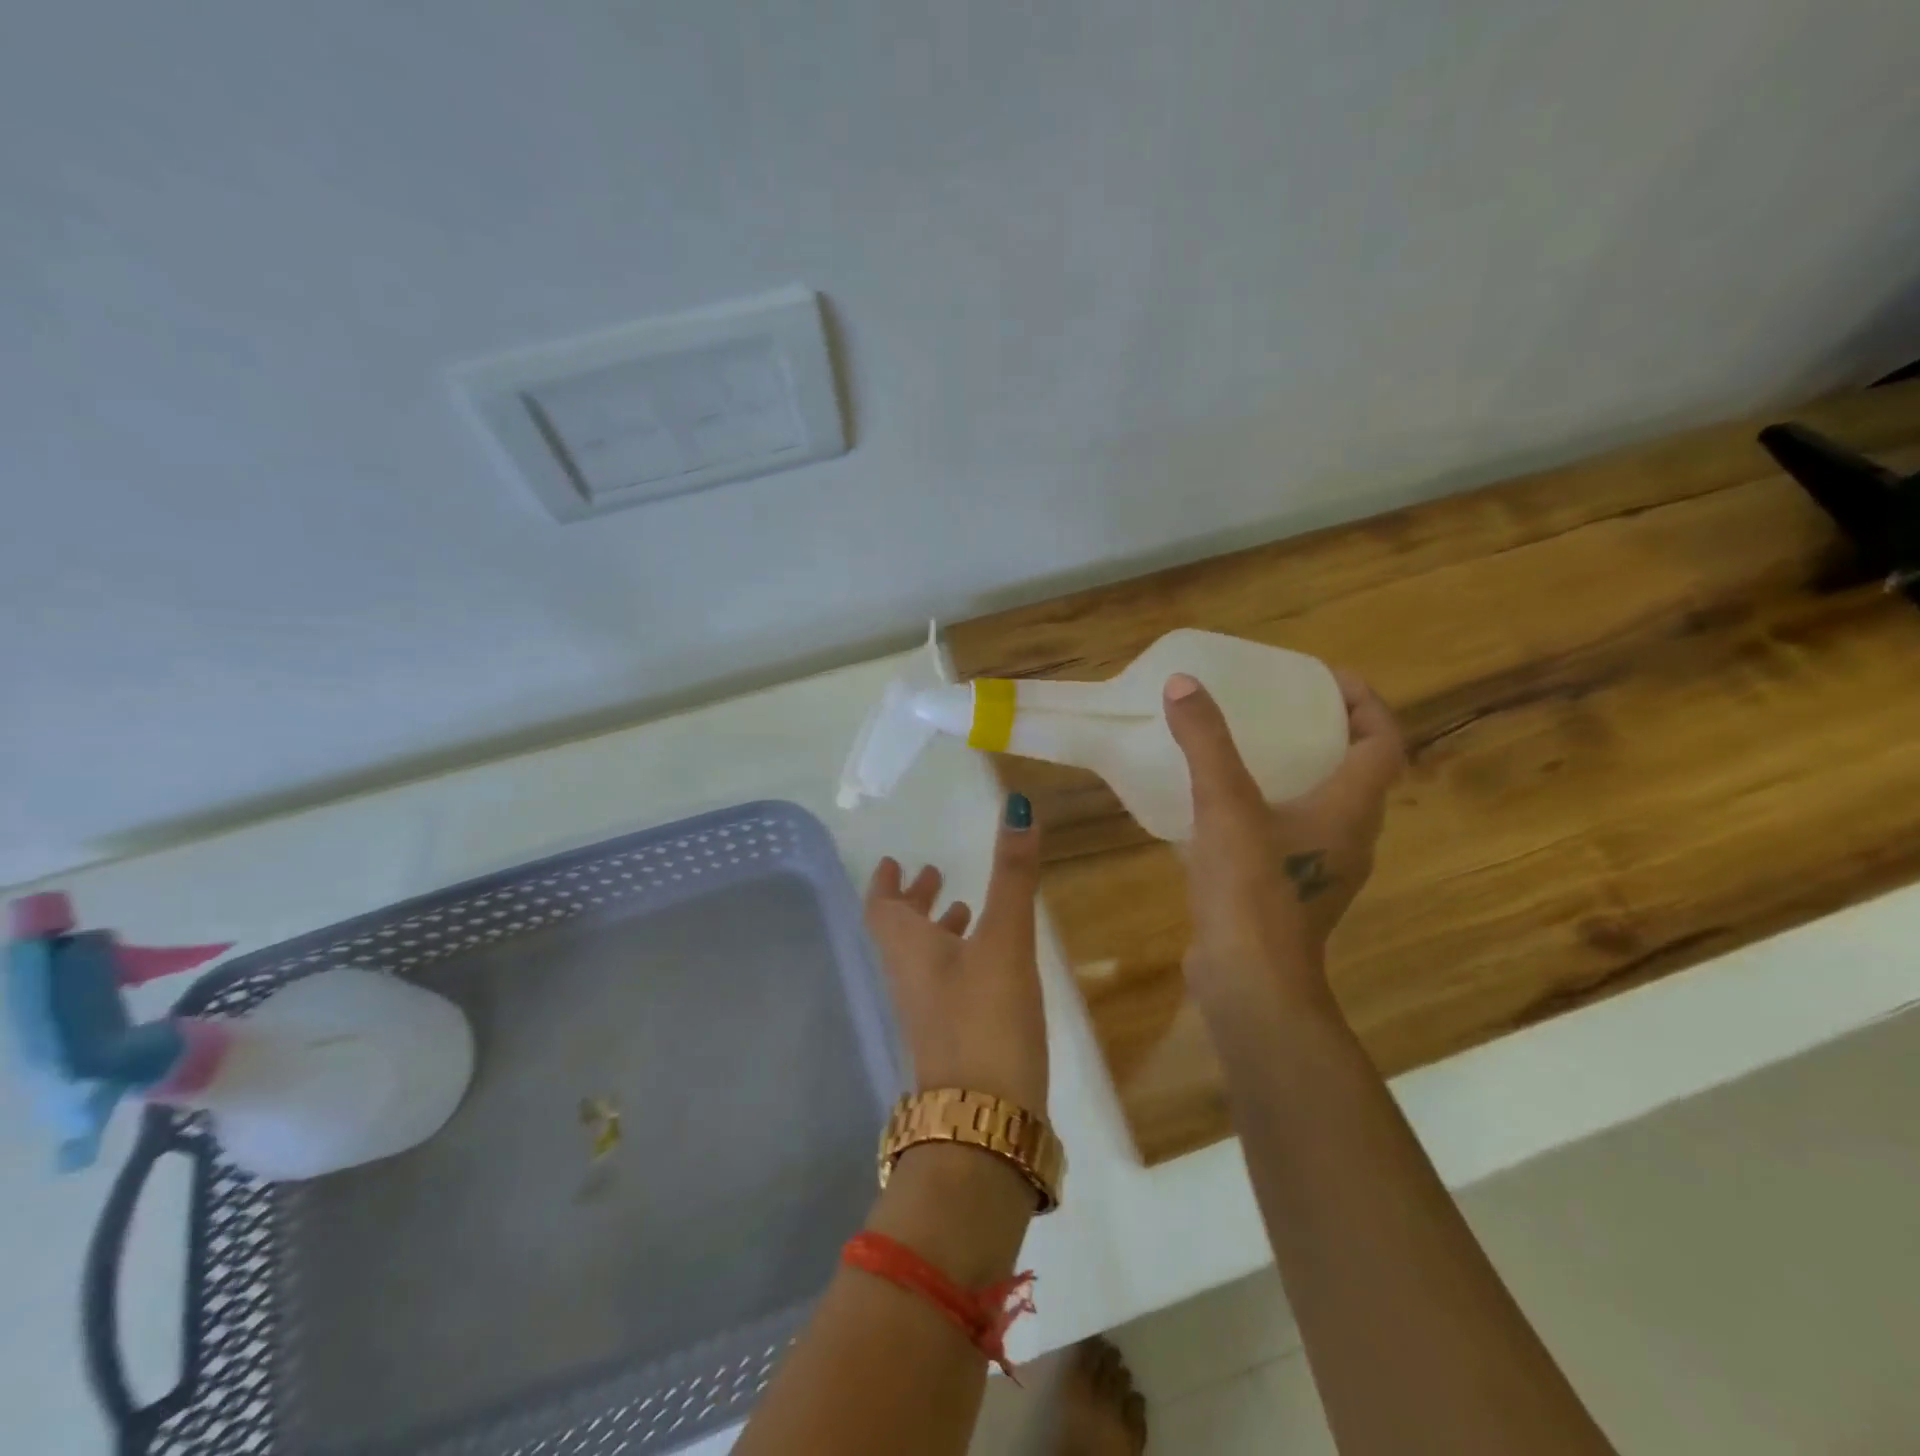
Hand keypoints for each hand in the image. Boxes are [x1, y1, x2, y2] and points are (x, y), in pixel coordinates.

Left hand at [865, 794, 1047, 1113]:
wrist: (983, 1125)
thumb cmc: (985, 1019)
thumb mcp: (1003, 940)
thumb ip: (1012, 875)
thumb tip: (1016, 805)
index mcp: (909, 950)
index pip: (880, 909)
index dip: (884, 883)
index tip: (890, 861)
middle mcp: (910, 980)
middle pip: (900, 933)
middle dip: (915, 901)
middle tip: (933, 875)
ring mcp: (929, 1015)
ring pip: (924, 960)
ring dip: (938, 930)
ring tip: (965, 908)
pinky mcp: (953, 1041)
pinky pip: (946, 986)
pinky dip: (960, 960)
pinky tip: (990, 964)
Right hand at [1164, 669, 1404, 1019]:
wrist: (1251, 984)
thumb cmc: (1253, 890)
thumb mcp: (1225, 806)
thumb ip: (1206, 743)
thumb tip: (1184, 684)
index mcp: (1351, 809)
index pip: (1384, 742)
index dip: (1365, 703)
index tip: (1325, 679)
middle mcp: (1350, 837)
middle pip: (1358, 772)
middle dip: (1329, 733)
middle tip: (1282, 708)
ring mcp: (1323, 869)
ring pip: (1325, 806)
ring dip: (1300, 773)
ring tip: (1251, 751)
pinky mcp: (1293, 893)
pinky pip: (1292, 835)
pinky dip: (1271, 811)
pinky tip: (1222, 810)